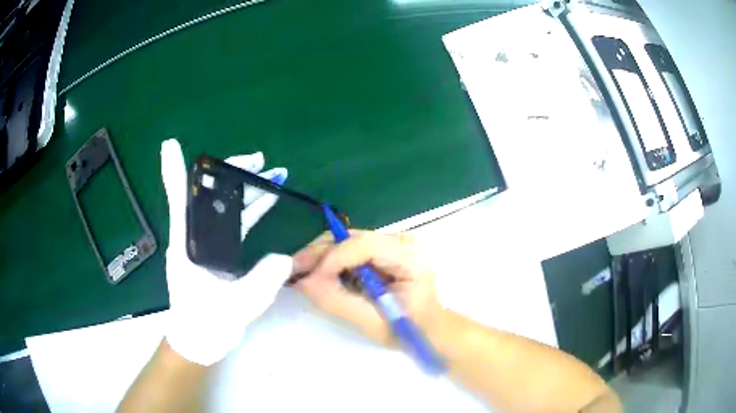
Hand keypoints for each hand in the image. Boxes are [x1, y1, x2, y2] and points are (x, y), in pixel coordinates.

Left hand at [160, 139, 292, 365]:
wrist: (199, 343)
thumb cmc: (206, 325)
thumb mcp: (236, 305)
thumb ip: (261, 281)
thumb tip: (284, 256)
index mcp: (186, 247)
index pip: (179, 201)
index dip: (174, 172)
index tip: (170, 145)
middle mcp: (193, 240)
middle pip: (209, 196)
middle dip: (232, 174)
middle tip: (259, 160)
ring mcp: (205, 247)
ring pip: (224, 209)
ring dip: (245, 191)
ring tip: (271, 175)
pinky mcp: (217, 255)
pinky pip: (233, 226)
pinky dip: (249, 211)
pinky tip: (266, 202)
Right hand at [292, 231, 445, 344]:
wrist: (427, 328)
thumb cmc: (408, 330)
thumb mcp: (373, 322)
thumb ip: (338, 301)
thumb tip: (303, 282)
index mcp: (410, 258)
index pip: (366, 245)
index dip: (334, 258)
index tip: (309, 278)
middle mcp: (402, 242)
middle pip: (352, 238)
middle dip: (319, 254)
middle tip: (291, 270)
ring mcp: (392, 243)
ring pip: (346, 241)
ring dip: (320, 256)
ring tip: (297, 272)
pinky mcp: (381, 250)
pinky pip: (349, 249)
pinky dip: (329, 261)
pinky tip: (314, 272)